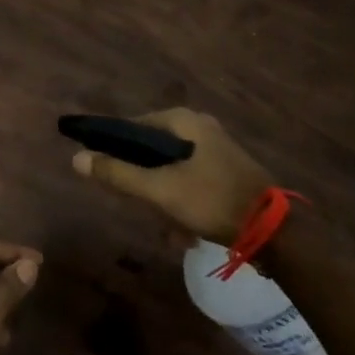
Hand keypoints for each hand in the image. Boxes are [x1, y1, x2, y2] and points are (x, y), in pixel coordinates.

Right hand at [70, 107, 271, 243]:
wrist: (278, 234)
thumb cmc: (213, 201)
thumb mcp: (160, 190)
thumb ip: (118, 174)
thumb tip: (76, 158)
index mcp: (185, 120)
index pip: (135, 124)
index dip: (116, 145)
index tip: (105, 169)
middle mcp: (202, 126)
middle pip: (154, 148)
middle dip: (144, 179)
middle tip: (139, 203)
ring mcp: (219, 149)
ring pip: (173, 168)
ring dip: (163, 194)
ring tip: (164, 224)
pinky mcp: (230, 172)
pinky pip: (192, 180)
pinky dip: (182, 199)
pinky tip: (185, 229)